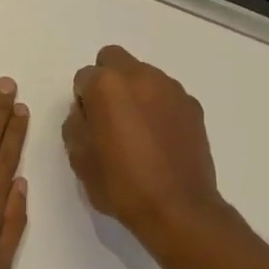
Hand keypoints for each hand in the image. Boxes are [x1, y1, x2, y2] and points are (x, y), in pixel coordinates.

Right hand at [64, 45, 225, 245]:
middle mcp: (141, 76)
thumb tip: (86, 112)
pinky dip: (158, 107)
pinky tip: (159, 139)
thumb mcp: (79, 159)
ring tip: (137, 131)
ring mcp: (171, 89)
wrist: (177, 208)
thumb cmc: (121, 184)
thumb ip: (76, 124)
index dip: (83, 100)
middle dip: (107, 81)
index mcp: (108, 86)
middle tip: (109, 117)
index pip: (84, 77)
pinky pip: (166, 95)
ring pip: (143, 75)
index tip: (89, 125)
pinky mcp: (192, 106)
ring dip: (135, 92)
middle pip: (114, 60)